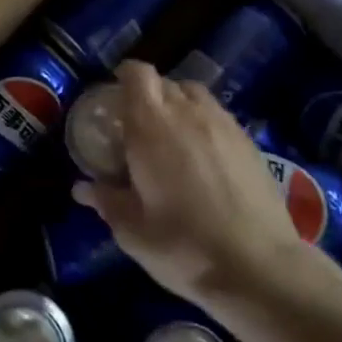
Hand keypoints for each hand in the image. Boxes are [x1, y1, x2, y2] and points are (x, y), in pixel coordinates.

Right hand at [73, 60, 330, 317]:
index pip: (137, 74)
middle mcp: (187, 113)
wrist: (259, 267)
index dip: (124, 76)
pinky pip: (218, 116)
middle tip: (137, 126)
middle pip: (165, 83)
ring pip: (195, 95)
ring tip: (171, 136)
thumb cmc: (183, 246)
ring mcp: (223, 124)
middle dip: (148, 95)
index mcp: (151, 126)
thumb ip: (106, 201)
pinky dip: (204, 123)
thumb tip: (82, 188)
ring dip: (178, 105)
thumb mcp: (132, 231)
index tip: (113, 94)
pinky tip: (202, 157)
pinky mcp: (249, 142)